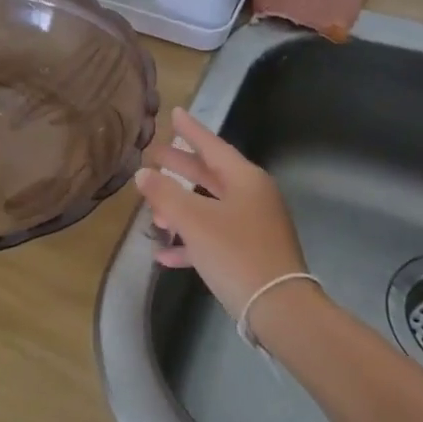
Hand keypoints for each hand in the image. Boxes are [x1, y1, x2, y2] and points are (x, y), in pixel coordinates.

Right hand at [134, 107, 311, 320]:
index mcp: (245, 179)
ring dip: (180, 210)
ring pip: (210, 207)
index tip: (174, 113)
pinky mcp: (250, 254)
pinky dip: (191, 242)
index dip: (191, 130)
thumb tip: (143, 174)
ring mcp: (253, 226)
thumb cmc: (236, 253)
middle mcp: (252, 196)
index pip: (212, 145)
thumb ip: (165, 195)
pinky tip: (164, 255)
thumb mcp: (194, 221)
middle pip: (210, 175)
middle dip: (180, 168)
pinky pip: (214, 238)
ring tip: (152, 213)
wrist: (279, 309)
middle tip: (154, 156)